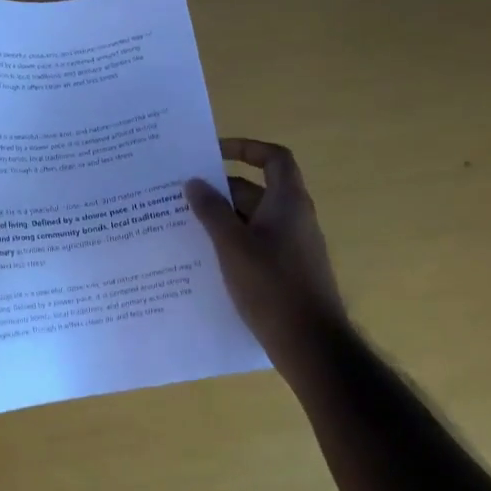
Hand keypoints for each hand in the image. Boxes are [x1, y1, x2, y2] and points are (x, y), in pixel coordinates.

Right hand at [185, 138, 344, 368]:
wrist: (309, 342)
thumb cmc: (272, 286)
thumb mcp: (233, 245)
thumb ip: (212, 211)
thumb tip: (194, 182)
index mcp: (288, 202)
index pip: (273, 158)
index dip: (246, 148)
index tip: (212, 152)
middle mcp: (293, 218)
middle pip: (256, 189)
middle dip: (220, 189)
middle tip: (181, 193)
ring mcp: (290, 246)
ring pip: (251, 220)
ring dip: (221, 218)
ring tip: (182, 223)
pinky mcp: (284, 270)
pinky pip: (254, 244)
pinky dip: (230, 242)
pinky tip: (201, 256)